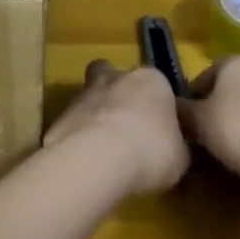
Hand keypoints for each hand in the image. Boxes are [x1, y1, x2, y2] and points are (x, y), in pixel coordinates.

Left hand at [42, 60, 190, 196]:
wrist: (97, 159)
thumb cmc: (150, 150)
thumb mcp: (180, 157)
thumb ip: (177, 147)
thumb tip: (175, 149)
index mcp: (152, 80)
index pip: (158, 84)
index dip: (157, 105)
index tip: (158, 128)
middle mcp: (117, 78)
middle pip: (114, 76)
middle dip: (117, 94)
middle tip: (125, 125)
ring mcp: (84, 94)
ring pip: (90, 97)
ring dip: (96, 117)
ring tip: (103, 151)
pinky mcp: (59, 116)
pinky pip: (73, 124)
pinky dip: (78, 138)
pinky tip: (85, 162)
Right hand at [181, 54, 239, 186]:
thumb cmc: (239, 130)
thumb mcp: (197, 123)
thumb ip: (181, 112)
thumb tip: (171, 106)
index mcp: (236, 62)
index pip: (207, 73)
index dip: (195, 98)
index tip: (190, 122)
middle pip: (235, 86)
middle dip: (223, 107)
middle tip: (213, 136)